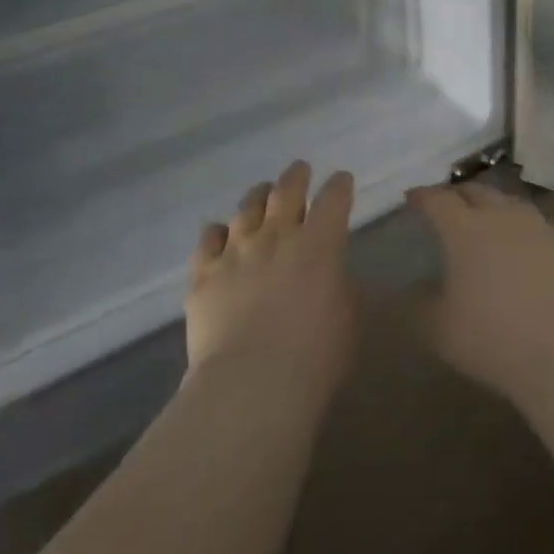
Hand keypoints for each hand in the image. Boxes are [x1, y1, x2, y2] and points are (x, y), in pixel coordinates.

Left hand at [186, 161, 356, 399]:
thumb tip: (335, 277)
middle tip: (300, 170)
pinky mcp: (204, 272)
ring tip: (261, 194)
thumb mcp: (349, 322)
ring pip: (246, 207)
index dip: (340, 185)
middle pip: (286, 190)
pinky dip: (218, 233)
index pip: (334, 198)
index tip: (342, 180)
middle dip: (296, 176)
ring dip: (257, 197)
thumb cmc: (314, 358)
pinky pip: (209, 238)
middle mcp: (277, 235)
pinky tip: (220, 234)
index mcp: (320, 244)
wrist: (251, 384)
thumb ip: (343, 290)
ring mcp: (236, 250)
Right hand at [406, 182, 553, 403]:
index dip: (422, 197)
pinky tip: (530, 245)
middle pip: (475, 191)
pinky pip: (540, 225)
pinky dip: (527, 230)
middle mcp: (500, 215)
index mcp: (464, 228)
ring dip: (494, 207)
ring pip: (510, 202)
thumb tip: (408, 291)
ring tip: (488, 220)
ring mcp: (538, 225)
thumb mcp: (439, 330)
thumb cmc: (494, 337)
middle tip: (447, 205)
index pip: (437, 200)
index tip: (412, 197)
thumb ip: (417, 306)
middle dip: (458, 194)